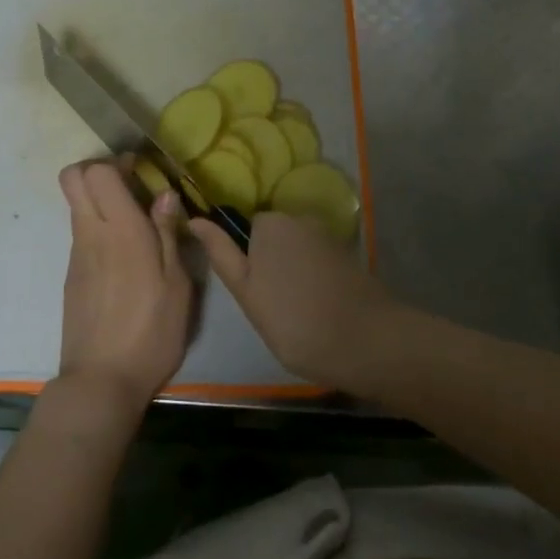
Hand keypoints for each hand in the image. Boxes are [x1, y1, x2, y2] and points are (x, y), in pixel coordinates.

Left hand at [57, 159, 193, 412]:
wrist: (101, 381)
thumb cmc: (151, 332)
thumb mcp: (177, 285)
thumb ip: (169, 234)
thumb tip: (164, 194)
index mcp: (122, 231)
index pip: (97, 172)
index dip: (115, 162)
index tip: (139, 171)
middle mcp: (91, 234)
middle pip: (72, 178)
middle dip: (97, 170)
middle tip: (129, 186)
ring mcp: (76, 255)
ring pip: (76, 205)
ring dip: (100, 201)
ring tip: (136, 226)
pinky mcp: (71, 275)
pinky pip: (81, 234)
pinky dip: (99, 229)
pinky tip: (125, 258)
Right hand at [190, 212, 406, 393]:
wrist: (365, 340)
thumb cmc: (293, 318)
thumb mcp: (245, 290)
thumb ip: (220, 252)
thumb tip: (194, 219)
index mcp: (271, 222)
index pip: (246, 229)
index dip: (246, 261)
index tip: (252, 292)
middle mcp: (300, 218)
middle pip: (274, 238)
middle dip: (270, 264)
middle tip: (271, 306)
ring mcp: (328, 236)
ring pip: (297, 252)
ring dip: (293, 274)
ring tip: (297, 312)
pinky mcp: (348, 256)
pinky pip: (319, 263)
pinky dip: (315, 280)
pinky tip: (319, 309)